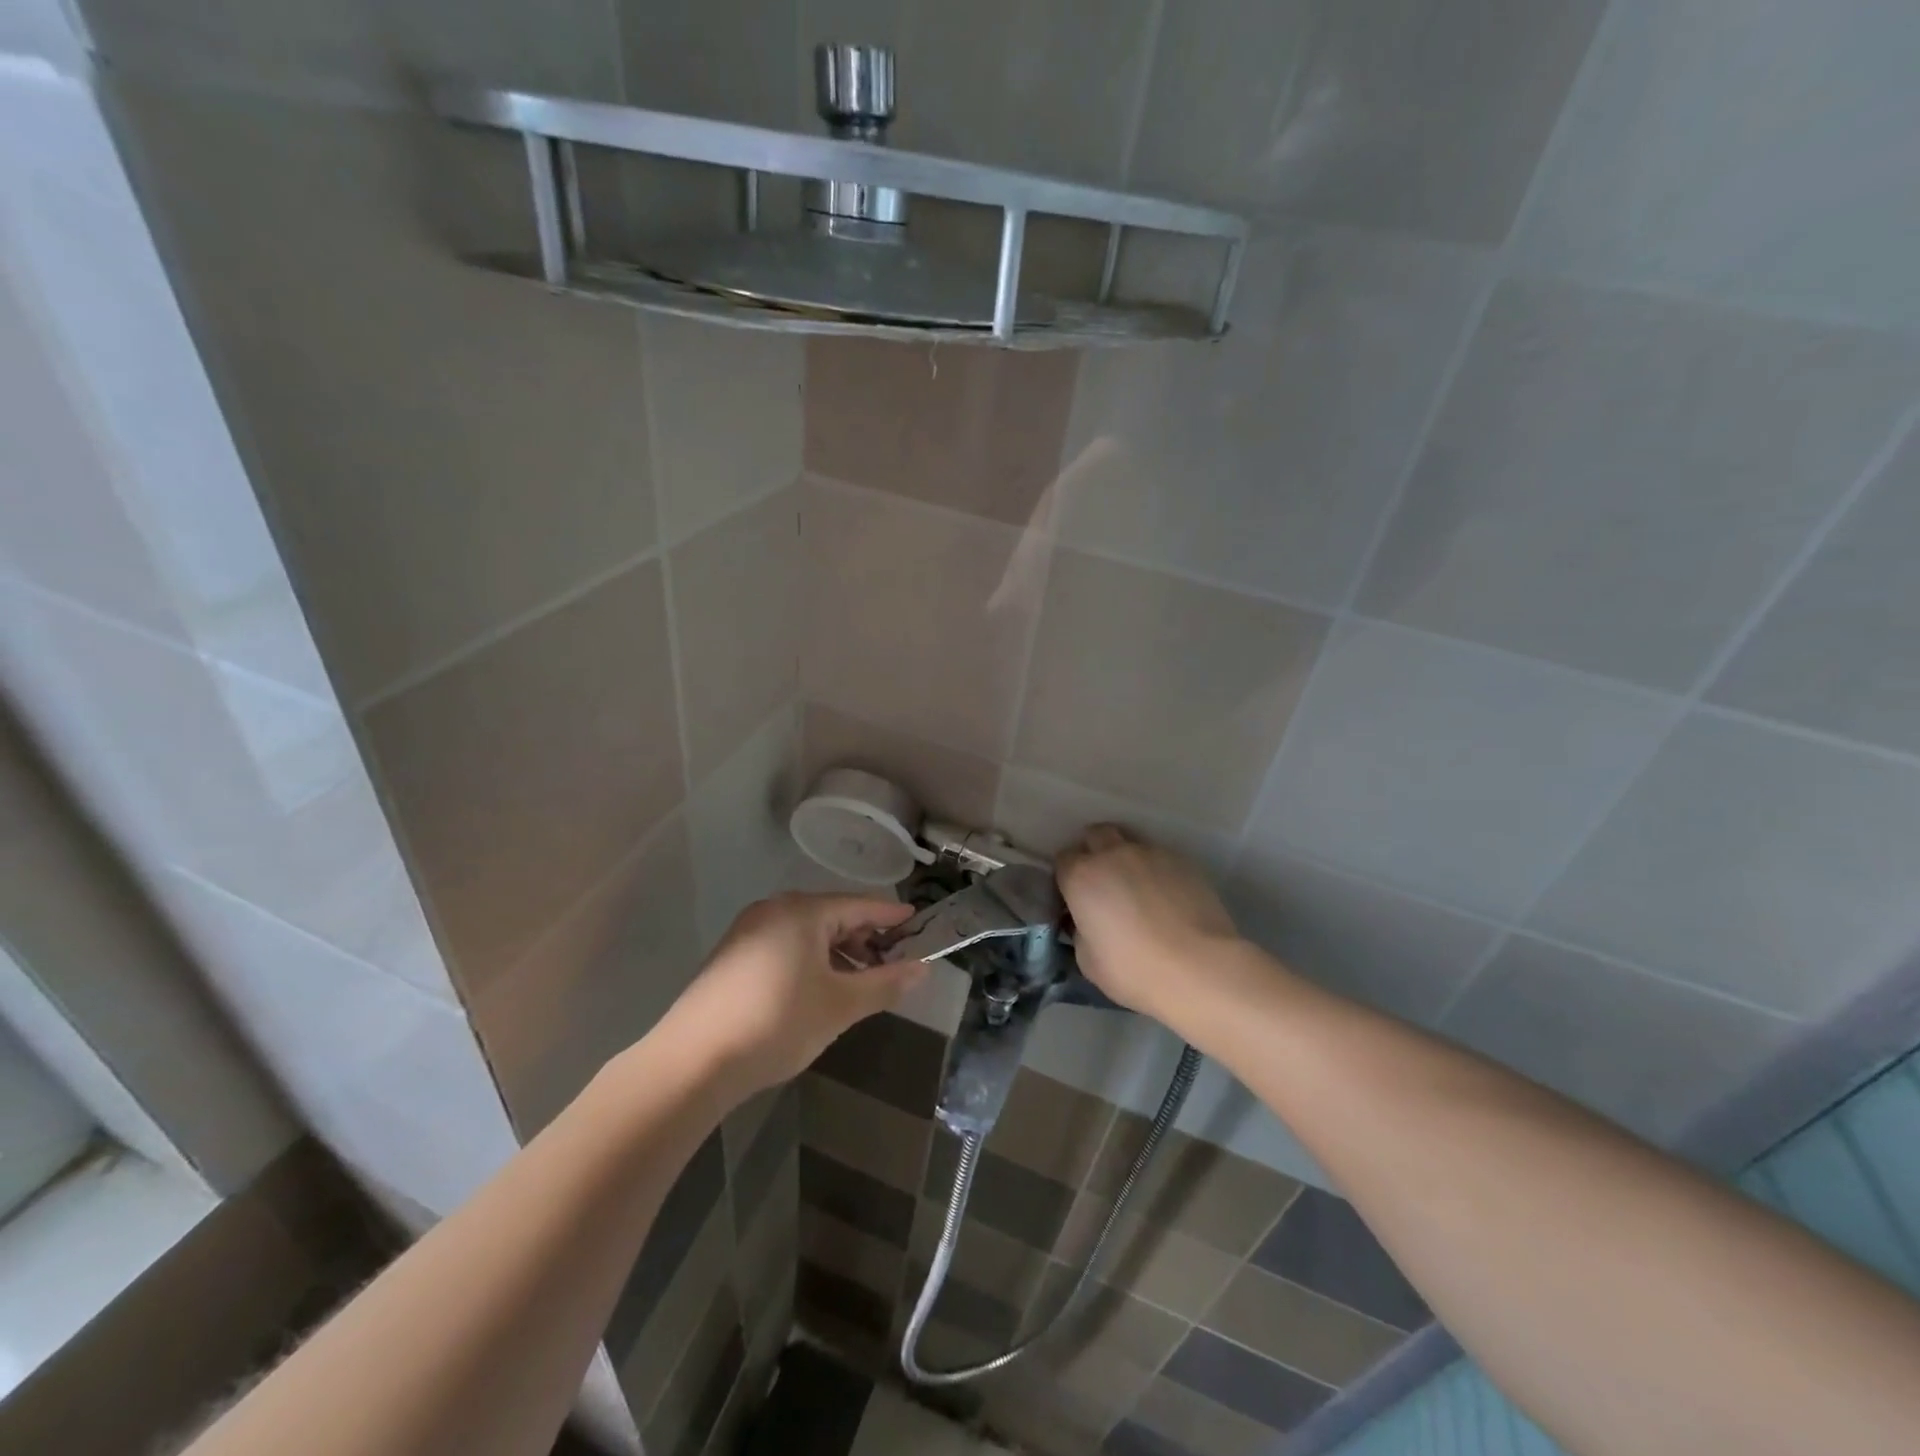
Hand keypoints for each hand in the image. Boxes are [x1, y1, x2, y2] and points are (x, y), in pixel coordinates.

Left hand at [665, 893, 920, 1098]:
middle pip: (833, 916)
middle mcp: (774, 910)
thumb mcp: (840, 1006)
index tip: (921, 925)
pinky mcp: (732, 957)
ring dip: (839, 954)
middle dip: (866, 939)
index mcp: (802, 911)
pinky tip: (820, 991)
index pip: (860, 905)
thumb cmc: (776, 1023)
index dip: (892, 918)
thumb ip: (885, 984)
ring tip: (861, 983)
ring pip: (808, 934)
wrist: (691, 1063)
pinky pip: (785, 947)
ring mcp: (748, 932)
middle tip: (894, 964)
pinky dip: (811, 962)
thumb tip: (922, 968)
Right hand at [1058, 825, 1242, 1024]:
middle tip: (1103, 883)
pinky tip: (1167, 899)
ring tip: (1138, 891)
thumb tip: (1087, 922)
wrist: (1200, 968)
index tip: (1075, 898)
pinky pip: (1160, 858)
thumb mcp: (1088, 960)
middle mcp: (1113, 854)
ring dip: (1126, 859)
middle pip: (1096, 835)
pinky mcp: (1183, 861)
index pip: (1063, 860)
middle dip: (1094, 851)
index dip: (1067, 877)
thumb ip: (1080, 931)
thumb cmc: (1134, 970)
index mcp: (1082, 877)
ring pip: (1130, 843)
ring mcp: (1151, 854)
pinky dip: (1156, 872)